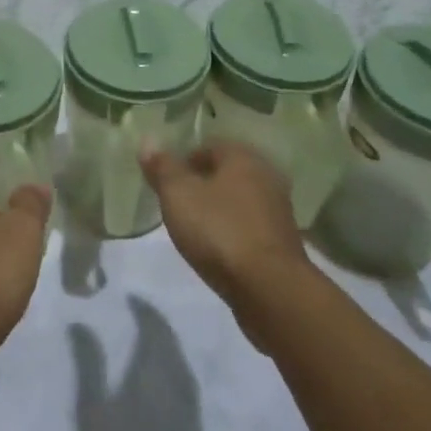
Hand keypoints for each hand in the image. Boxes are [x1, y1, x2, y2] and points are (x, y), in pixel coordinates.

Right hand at [140, 143, 311, 317]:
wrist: (269, 289)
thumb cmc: (219, 231)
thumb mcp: (178, 195)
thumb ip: (162, 167)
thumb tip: (148, 141)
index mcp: (243, 157)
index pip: (209, 146)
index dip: (184, 161)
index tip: (166, 183)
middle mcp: (266, 176)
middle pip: (226, 173)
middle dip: (202, 185)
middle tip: (177, 205)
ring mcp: (279, 211)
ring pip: (239, 200)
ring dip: (219, 210)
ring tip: (194, 229)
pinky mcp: (282, 243)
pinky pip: (250, 227)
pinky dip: (233, 232)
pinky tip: (218, 250)